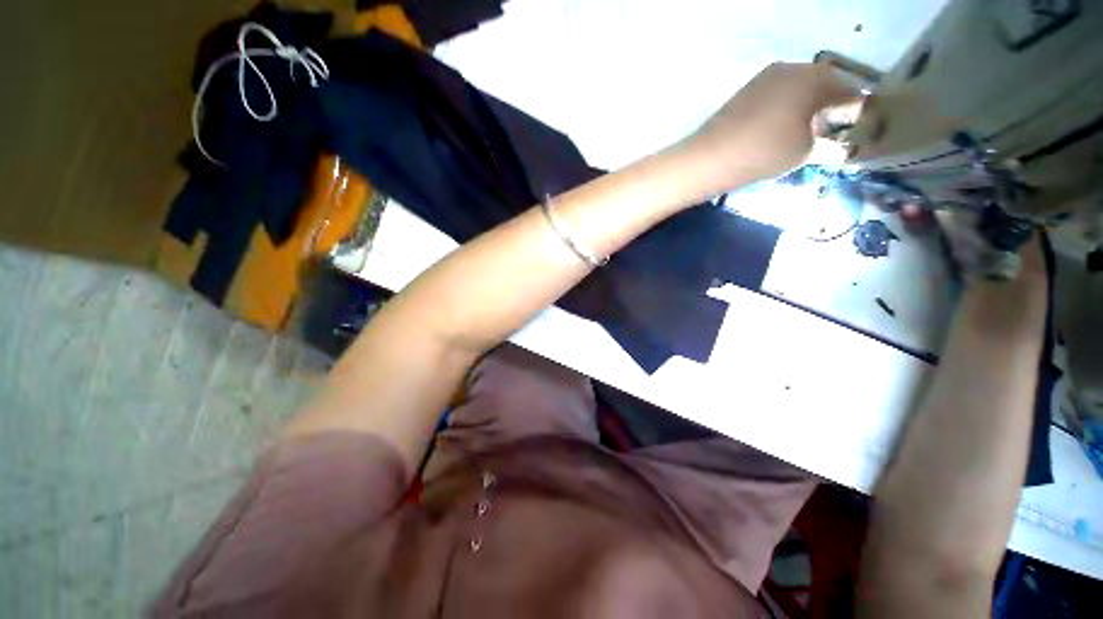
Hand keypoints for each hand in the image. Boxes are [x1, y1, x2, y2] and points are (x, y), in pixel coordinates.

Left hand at [685, 62, 861, 191]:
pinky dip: (786, 107)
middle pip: (821, 83)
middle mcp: (790, 69)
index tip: (860, 124)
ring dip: (807, 104)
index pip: (847, 88)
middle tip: (834, 127)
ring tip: (808, 129)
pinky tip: (782, 126)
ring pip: (797, 88)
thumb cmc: (762, 152)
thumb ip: (824, 138)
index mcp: (813, 78)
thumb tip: (826, 133)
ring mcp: (763, 78)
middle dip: (831, 104)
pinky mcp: (745, 92)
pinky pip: (776, 95)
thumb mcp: (804, 151)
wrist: (709, 158)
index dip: (855, 108)